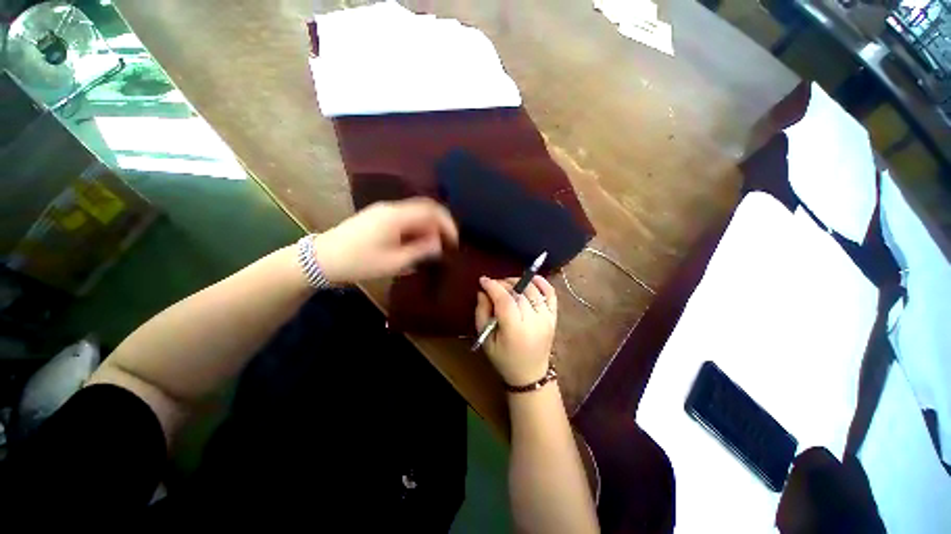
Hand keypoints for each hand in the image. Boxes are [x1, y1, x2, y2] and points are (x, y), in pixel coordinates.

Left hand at [313, 198, 457, 283]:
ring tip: (430, 249)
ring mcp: (383, 211)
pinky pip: (405, 219)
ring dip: (427, 229)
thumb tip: (439, 244)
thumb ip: (420, 251)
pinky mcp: (378, 217)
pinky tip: (414, 245)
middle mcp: (392, 208)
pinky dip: (415, 230)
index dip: (448, 223)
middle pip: (425, 209)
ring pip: (415, 214)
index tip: (455, 241)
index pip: (432, 210)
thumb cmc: (359, 262)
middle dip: (439, 226)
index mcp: (397, 216)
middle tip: (445, 246)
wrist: (322, 258)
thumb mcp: (394, 262)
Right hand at [475, 275, 557, 386]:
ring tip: (507, 284)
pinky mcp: (553, 317)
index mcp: (515, 330)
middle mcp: (534, 321)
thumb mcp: (485, 339)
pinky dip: (543, 283)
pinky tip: (532, 278)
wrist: (530, 374)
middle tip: (492, 285)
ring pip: (532, 290)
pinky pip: (551, 294)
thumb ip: (482, 312)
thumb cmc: (504, 358)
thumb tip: (483, 291)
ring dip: (518, 282)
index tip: (483, 280)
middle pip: (518, 292)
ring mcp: (547, 318)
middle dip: (503, 283)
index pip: (505, 299)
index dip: (493, 286)